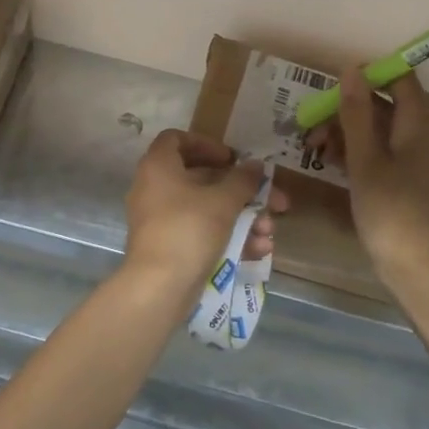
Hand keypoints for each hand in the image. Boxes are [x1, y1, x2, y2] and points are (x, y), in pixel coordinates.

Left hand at [123, 130, 287, 296]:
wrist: (158, 288)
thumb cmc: (188, 230)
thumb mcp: (222, 201)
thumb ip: (242, 180)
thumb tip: (255, 166)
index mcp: (159, 166)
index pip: (176, 139)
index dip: (207, 144)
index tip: (233, 159)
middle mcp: (155, 188)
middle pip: (203, 179)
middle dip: (242, 191)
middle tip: (273, 201)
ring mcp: (161, 220)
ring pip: (207, 210)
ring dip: (242, 218)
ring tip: (268, 232)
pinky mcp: (169, 247)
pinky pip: (201, 233)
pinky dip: (228, 238)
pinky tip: (257, 251)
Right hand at [309, 69, 428, 288]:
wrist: (420, 272)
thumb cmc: (391, 211)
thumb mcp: (365, 160)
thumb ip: (357, 113)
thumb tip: (351, 68)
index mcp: (418, 127)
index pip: (401, 80)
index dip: (371, 74)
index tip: (335, 82)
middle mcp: (423, 139)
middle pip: (387, 107)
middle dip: (348, 109)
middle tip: (313, 125)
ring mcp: (419, 163)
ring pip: (382, 133)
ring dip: (349, 133)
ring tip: (315, 148)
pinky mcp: (411, 185)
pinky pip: (385, 155)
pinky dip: (360, 154)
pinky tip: (334, 165)